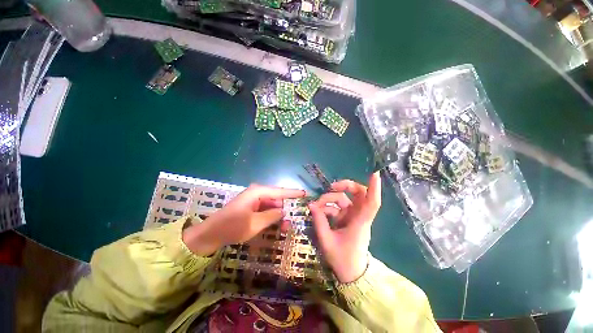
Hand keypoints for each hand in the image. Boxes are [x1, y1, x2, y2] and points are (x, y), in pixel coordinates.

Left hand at [182, 184, 304, 255]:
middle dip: (284, 209)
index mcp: (258, 192)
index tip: (304, 193)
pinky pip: (265, 210)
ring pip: (271, 205)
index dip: (293, 193)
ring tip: (283, 227)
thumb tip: (283, 210)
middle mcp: (257, 193)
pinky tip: (274, 225)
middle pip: (276, 199)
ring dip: (277, 215)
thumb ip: (272, 215)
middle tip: (290, 222)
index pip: (280, 191)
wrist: (211, 234)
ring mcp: (253, 200)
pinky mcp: (250, 207)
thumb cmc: (233, 227)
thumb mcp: (255, 223)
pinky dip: (270, 217)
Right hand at [309, 172, 381, 282]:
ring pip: (345, 198)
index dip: (374, 188)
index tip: (374, 173)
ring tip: (316, 205)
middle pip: (359, 193)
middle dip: (345, 186)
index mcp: (360, 223)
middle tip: (331, 186)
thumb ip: (319, 222)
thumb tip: (311, 205)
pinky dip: (328, 207)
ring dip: (330, 198)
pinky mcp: (347, 218)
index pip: (371, 203)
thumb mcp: (327, 241)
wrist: (351, 273)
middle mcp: (359, 216)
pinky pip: (337, 206)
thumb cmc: (342, 259)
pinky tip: (318, 212)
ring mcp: (353, 216)